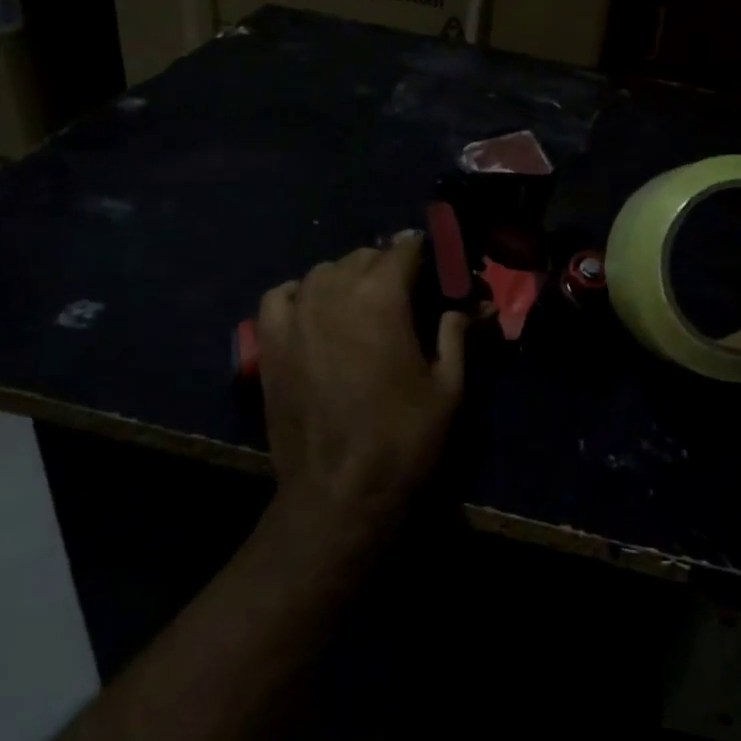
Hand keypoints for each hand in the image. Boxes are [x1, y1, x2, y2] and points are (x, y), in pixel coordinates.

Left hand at [255, 231, 468, 565]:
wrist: (338, 491)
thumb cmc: (403, 438)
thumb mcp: (447, 386)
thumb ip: (457, 334)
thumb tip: (471, 306)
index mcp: (381, 296)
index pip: (404, 249)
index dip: (425, 251)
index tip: (437, 263)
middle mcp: (334, 291)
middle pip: (364, 256)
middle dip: (389, 266)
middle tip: (408, 293)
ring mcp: (295, 314)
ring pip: (324, 271)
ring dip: (348, 278)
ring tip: (363, 303)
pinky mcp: (269, 341)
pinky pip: (282, 295)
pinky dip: (302, 294)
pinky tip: (315, 311)